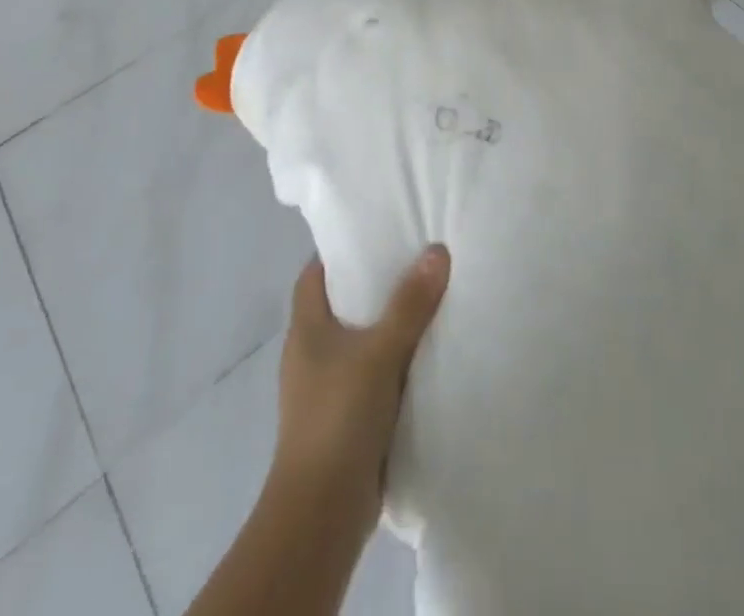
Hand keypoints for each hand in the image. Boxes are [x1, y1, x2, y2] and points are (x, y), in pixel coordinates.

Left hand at [269, 246, 451, 541]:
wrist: (322, 512)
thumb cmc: (339, 417)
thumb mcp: (380, 352)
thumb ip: (410, 304)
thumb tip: (437, 250)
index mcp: (306, 328)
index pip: (315, 273)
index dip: (341, 250)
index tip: (377, 232)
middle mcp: (310, 352)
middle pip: (341, 303)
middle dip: (375, 284)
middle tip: (415, 259)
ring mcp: (326, 387)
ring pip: (359, 340)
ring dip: (387, 325)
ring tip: (429, 300)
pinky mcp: (344, 417)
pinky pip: (371, 374)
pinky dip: (393, 361)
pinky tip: (425, 355)